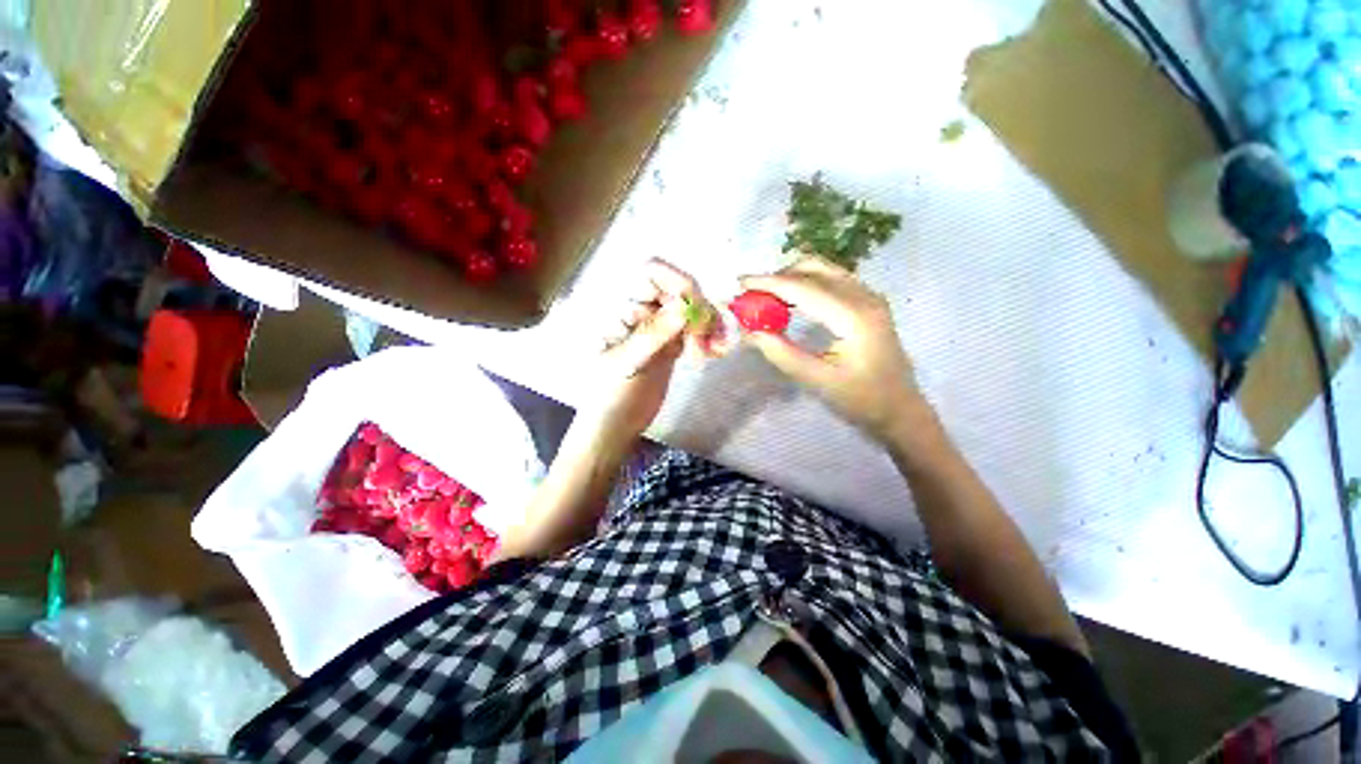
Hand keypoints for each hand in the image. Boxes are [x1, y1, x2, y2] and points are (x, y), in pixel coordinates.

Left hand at [587, 259, 727, 444]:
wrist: (615, 422)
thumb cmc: (609, 394)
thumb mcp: (626, 363)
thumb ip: (653, 335)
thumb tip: (684, 308)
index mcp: (622, 307)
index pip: (651, 273)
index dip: (676, 281)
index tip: (693, 307)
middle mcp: (642, 309)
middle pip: (680, 290)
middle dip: (699, 310)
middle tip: (706, 341)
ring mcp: (659, 326)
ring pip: (692, 309)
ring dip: (709, 324)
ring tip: (715, 350)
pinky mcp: (673, 342)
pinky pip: (696, 329)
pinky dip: (709, 336)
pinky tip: (714, 352)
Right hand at [741, 257, 924, 440]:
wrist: (900, 410)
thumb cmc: (861, 400)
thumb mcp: (816, 381)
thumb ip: (781, 353)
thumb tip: (749, 331)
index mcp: (854, 316)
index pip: (803, 288)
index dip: (769, 283)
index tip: (740, 283)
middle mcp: (864, 297)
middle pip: (815, 268)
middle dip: (779, 276)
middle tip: (753, 295)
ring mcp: (870, 297)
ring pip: (824, 270)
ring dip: (792, 278)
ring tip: (767, 298)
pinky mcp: (869, 303)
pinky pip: (832, 280)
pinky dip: (807, 284)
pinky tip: (792, 302)